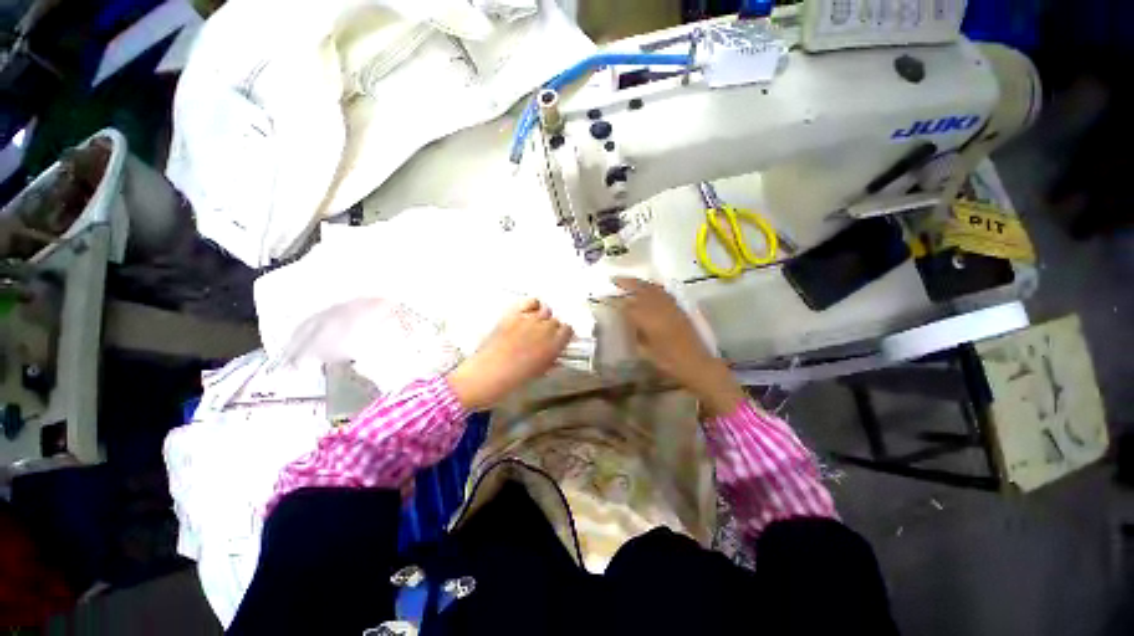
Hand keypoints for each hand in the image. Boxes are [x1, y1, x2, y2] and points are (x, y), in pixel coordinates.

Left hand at [447, 299, 572, 410]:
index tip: (558, 340)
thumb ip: (551, 359)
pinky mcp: (514, 314)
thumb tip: (555, 354)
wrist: (487, 374)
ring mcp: (529, 319)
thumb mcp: (539, 372)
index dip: (563, 335)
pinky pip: (531, 302)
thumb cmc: (514, 378)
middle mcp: (545, 329)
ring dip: (542, 317)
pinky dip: (532, 306)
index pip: (568, 330)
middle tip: (542, 337)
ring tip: (533, 325)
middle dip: (551, 328)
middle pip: (555, 321)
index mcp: (554, 346)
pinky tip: (527, 314)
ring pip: (545, 310)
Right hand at [613, 277, 746, 416]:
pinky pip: (664, 292)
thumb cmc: (669, 361)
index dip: (616, 301)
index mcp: (649, 320)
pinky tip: (650, 287)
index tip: (606, 297)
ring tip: (629, 280)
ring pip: (653, 288)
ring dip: (640, 282)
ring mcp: (671, 307)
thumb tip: (628, 321)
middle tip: (615, 279)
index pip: (628, 306)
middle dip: (627, 283)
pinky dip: (654, 287)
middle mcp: (659, 309)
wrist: (696, 363)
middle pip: (641, 290)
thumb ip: (636, 333)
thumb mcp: (646, 351)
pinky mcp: (679, 308)